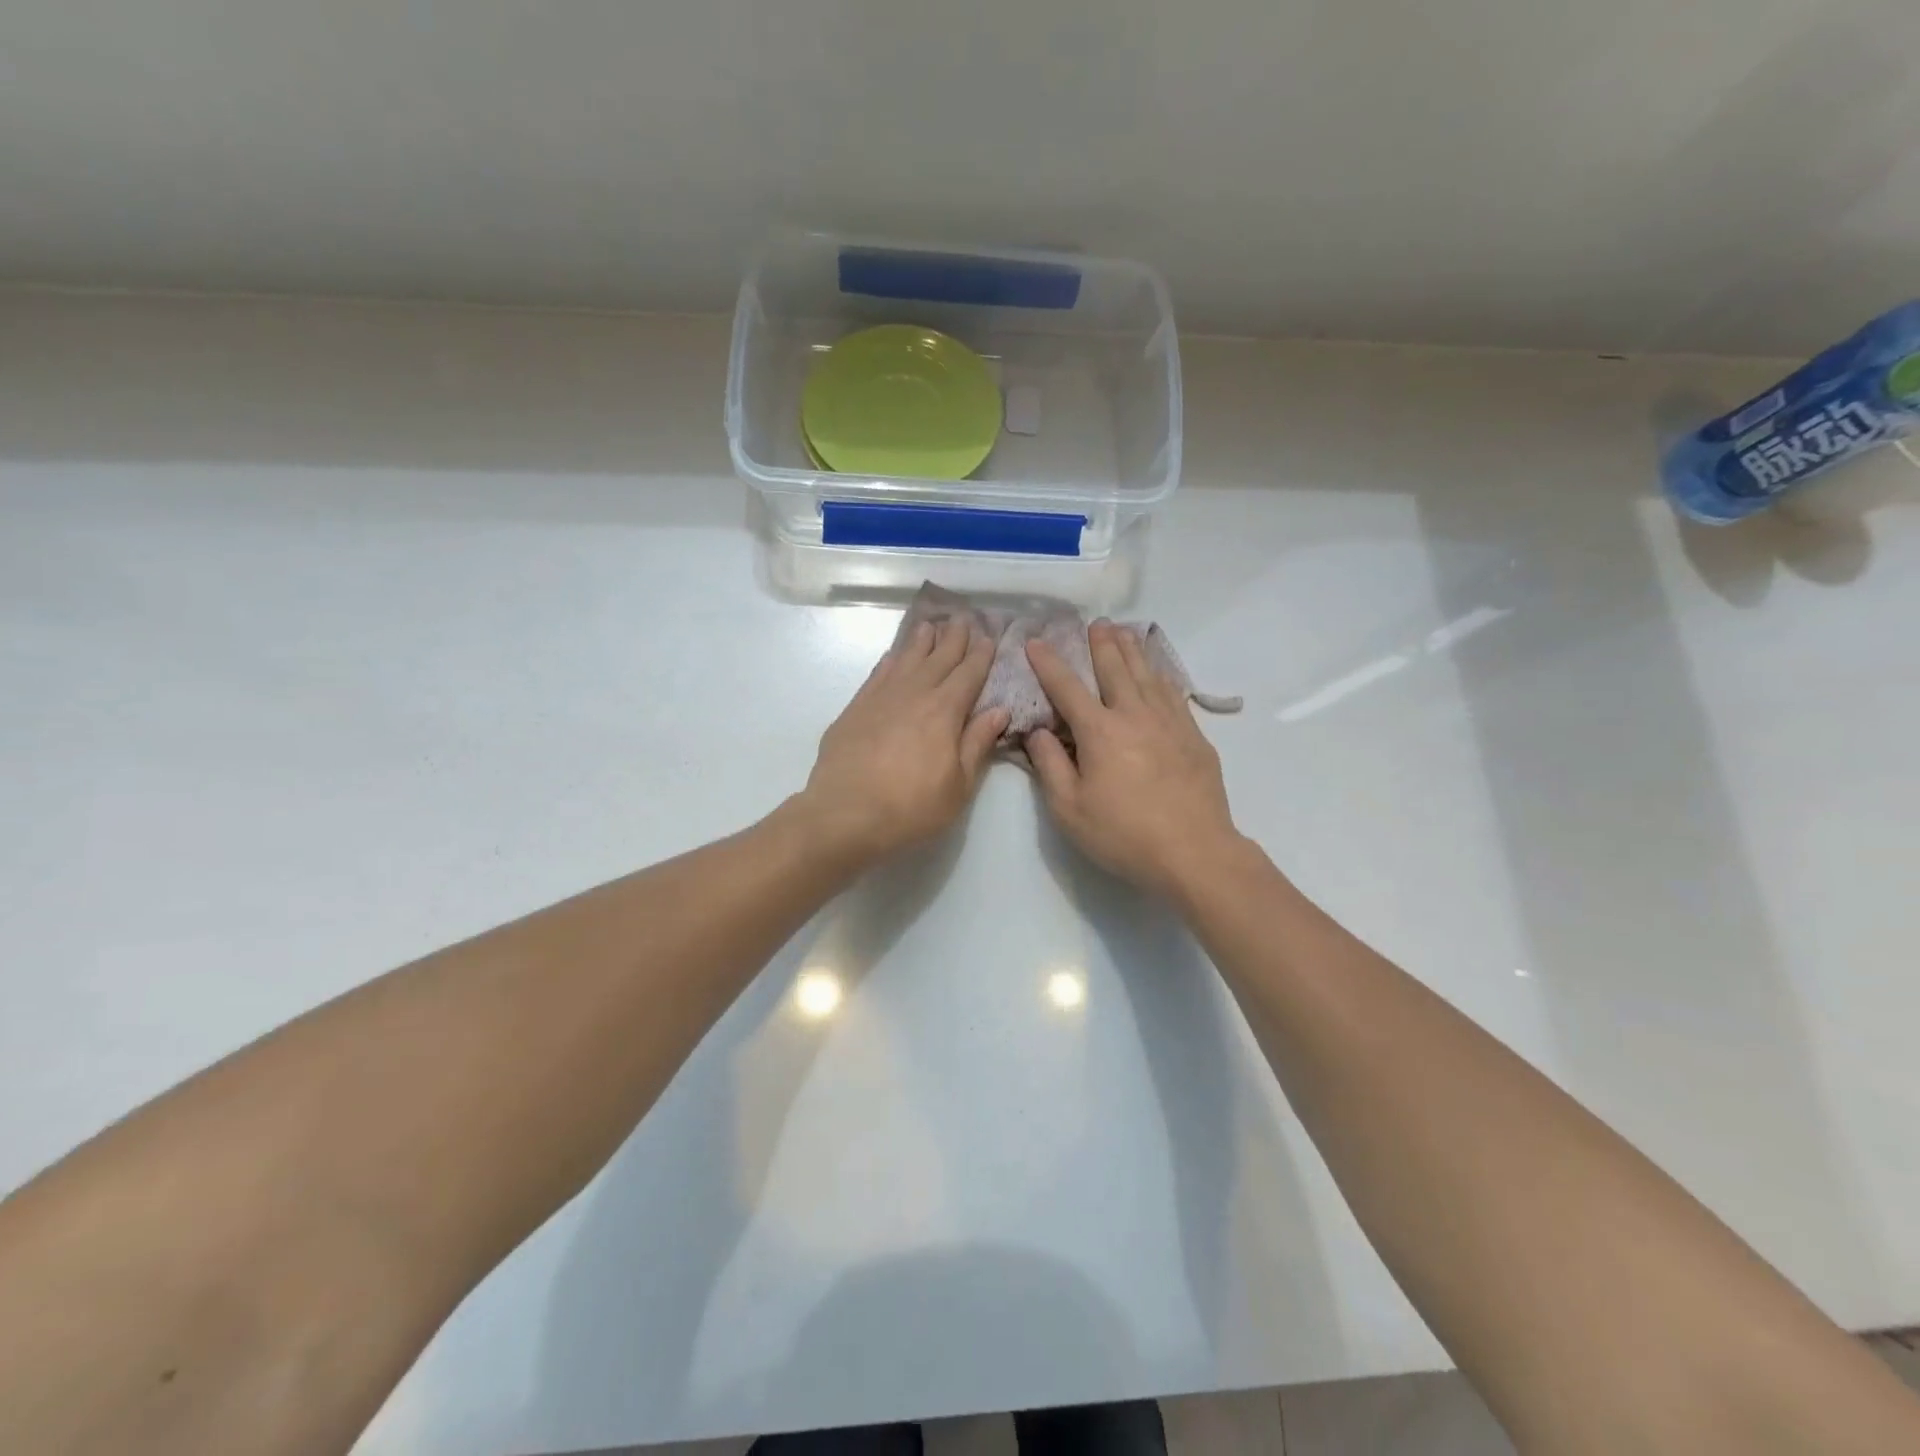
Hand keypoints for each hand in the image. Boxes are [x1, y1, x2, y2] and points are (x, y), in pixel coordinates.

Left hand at [800, 617, 1008, 864]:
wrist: (845, 814)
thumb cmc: (911, 807)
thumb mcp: (958, 785)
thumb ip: (977, 743)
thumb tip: (999, 710)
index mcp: (945, 711)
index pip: (968, 674)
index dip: (981, 654)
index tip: (989, 636)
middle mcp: (914, 694)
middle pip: (938, 658)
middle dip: (954, 638)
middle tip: (964, 618)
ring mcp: (881, 698)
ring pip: (906, 659)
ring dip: (921, 641)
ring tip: (931, 625)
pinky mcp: (855, 708)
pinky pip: (878, 674)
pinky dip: (890, 661)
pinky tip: (894, 655)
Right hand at [1026, 622, 1243, 898]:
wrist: (1195, 852)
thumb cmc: (1124, 834)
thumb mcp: (1069, 809)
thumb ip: (1049, 766)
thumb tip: (1038, 731)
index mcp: (1099, 731)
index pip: (1067, 687)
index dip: (1048, 663)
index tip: (1035, 642)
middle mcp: (1134, 715)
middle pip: (1115, 669)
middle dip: (1100, 644)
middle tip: (1095, 623)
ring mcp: (1169, 722)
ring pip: (1147, 674)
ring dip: (1132, 650)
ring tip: (1123, 632)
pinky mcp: (1194, 736)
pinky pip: (1173, 693)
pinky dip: (1161, 675)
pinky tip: (1158, 672)